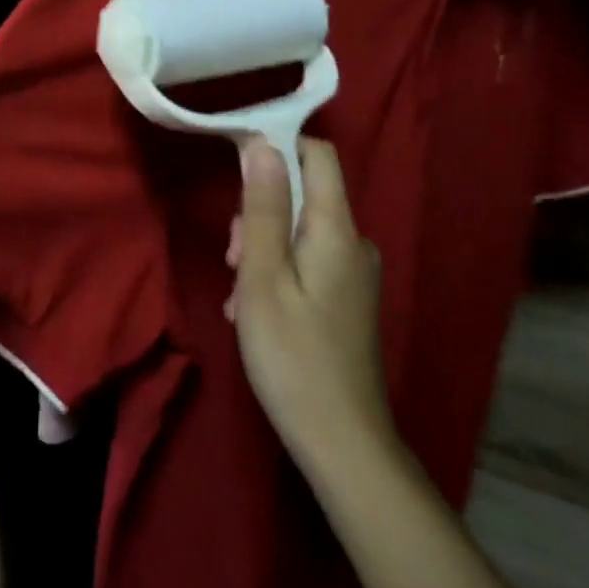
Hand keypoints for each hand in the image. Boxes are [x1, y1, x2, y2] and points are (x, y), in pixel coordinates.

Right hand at [228, 137, 396, 475]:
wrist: (343, 443)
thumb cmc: (293, 357)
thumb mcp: (263, 278)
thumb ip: (263, 209)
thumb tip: (262, 144)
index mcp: (337, 229)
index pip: (316, 153)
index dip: (276, 146)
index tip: (234, 166)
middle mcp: (354, 241)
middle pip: (304, 193)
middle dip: (260, 212)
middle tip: (234, 261)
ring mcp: (354, 272)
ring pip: (300, 230)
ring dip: (263, 248)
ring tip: (240, 296)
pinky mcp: (349, 298)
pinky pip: (308, 260)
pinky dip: (278, 272)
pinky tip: (256, 311)